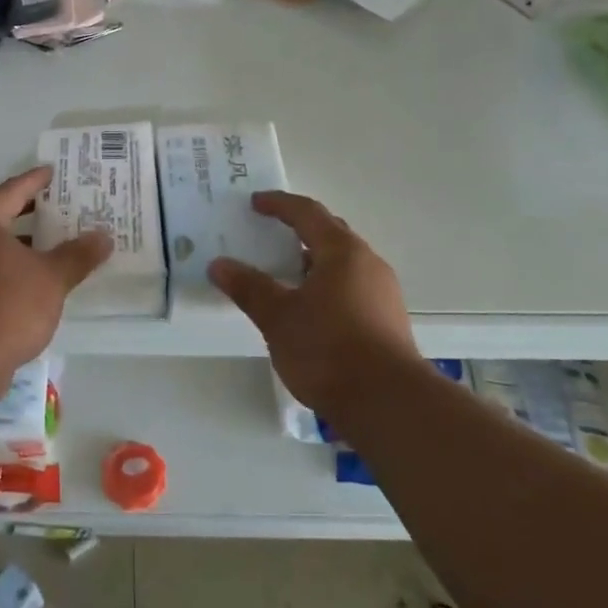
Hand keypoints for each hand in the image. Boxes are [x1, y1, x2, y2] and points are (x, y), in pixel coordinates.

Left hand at [0, 167, 112, 381]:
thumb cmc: (6, 304)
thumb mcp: (51, 277)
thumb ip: (78, 255)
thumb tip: (104, 237)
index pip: (12, 191)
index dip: (35, 180)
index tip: (54, 172)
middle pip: (1, 217)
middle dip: (33, 214)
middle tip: (64, 207)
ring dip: (25, 246)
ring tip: (58, 245)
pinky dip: (14, 269)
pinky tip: (38, 282)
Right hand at [208, 192, 418, 418]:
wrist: (388, 404)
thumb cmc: (328, 349)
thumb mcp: (278, 317)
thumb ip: (249, 287)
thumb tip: (219, 265)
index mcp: (342, 252)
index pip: (308, 213)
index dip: (279, 205)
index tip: (255, 203)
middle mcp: (368, 264)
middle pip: (331, 234)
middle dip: (299, 229)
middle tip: (270, 232)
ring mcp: (383, 293)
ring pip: (343, 263)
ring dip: (313, 260)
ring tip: (284, 274)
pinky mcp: (387, 320)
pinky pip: (351, 286)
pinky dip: (326, 284)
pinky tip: (309, 308)